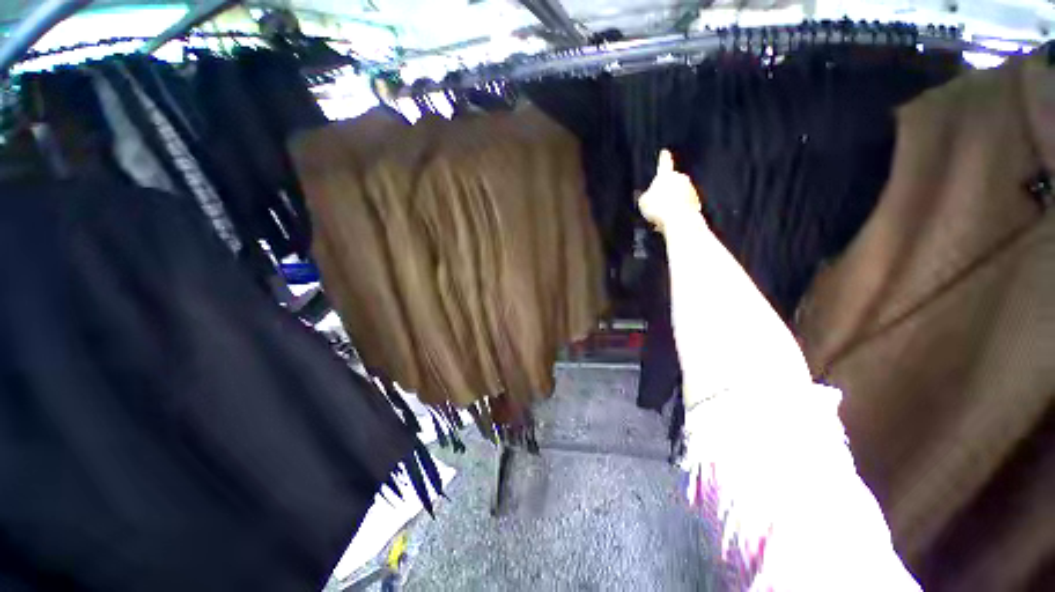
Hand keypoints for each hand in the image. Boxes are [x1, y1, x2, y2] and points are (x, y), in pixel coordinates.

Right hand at [637, 150, 701, 232]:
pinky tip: (671, 220)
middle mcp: (680, 179)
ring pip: (679, 194)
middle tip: (657, 203)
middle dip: (666, 190)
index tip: (665, 152)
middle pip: (672, 181)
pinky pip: (685, 205)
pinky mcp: (696, 202)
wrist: (678, 220)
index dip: (663, 158)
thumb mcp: (643, 202)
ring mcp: (690, 190)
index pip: (664, 163)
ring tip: (662, 216)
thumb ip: (645, 196)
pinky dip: (679, 210)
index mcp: (666, 175)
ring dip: (672, 202)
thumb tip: (646, 196)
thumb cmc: (658, 208)